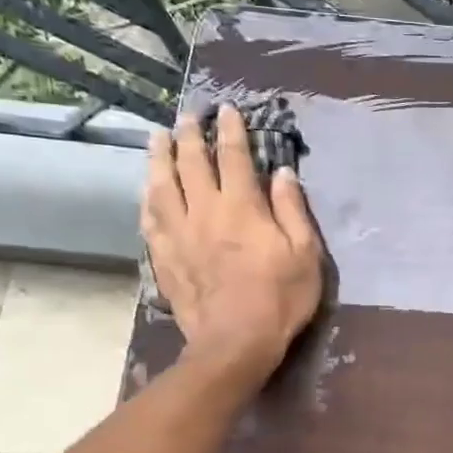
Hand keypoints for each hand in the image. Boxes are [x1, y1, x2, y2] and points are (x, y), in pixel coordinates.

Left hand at [142, 105, 322, 391]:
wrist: (235, 342)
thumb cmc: (280, 298)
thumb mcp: (305, 254)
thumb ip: (292, 210)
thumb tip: (283, 173)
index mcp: (242, 207)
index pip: (234, 157)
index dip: (230, 130)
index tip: (226, 110)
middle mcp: (204, 211)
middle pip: (190, 163)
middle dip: (189, 135)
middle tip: (187, 116)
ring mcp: (178, 234)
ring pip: (161, 185)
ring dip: (158, 157)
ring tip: (157, 138)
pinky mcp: (164, 257)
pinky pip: (150, 219)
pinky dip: (147, 198)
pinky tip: (146, 191)